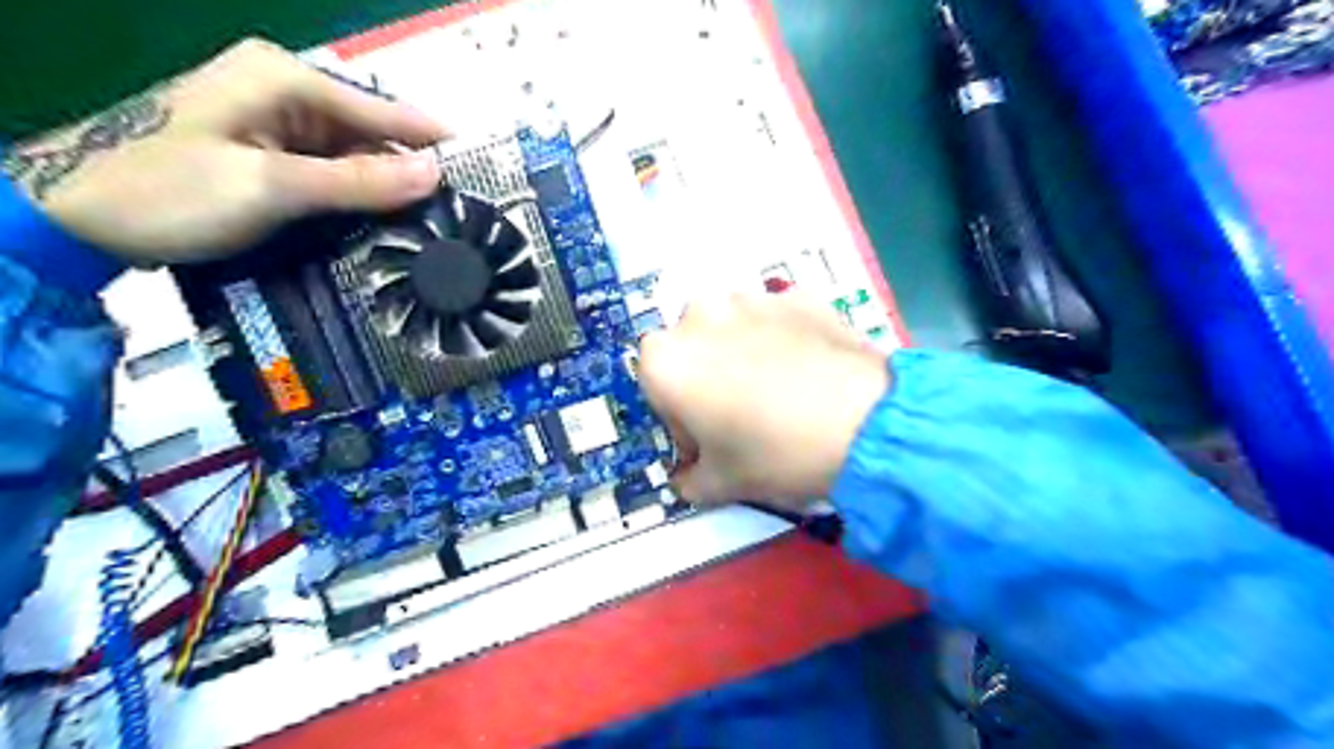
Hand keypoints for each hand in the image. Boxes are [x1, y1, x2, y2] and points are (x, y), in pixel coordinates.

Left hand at [0, 38, 449, 266]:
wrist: (73, 216)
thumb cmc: (169, 191)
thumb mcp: (273, 186)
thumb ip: (359, 182)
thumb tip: (437, 175)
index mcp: (286, 79)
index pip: (383, 111)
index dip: (433, 143)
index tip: (484, 173)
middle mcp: (286, 93)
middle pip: (371, 135)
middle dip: (412, 174)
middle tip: (460, 217)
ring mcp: (276, 125)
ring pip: (354, 158)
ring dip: (386, 193)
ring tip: (434, 229)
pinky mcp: (269, 155)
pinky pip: (331, 174)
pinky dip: (357, 200)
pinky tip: (383, 227)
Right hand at [640, 290, 889, 508]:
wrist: (865, 424)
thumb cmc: (774, 454)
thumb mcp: (721, 484)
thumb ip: (688, 482)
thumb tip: (685, 479)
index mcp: (665, 360)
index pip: (656, 389)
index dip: (681, 420)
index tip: (709, 444)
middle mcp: (698, 316)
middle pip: (692, 351)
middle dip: (707, 380)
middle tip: (742, 416)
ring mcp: (751, 299)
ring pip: (733, 329)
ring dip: (742, 354)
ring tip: (781, 391)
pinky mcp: (797, 295)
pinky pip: (776, 320)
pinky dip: (783, 340)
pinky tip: (809, 372)